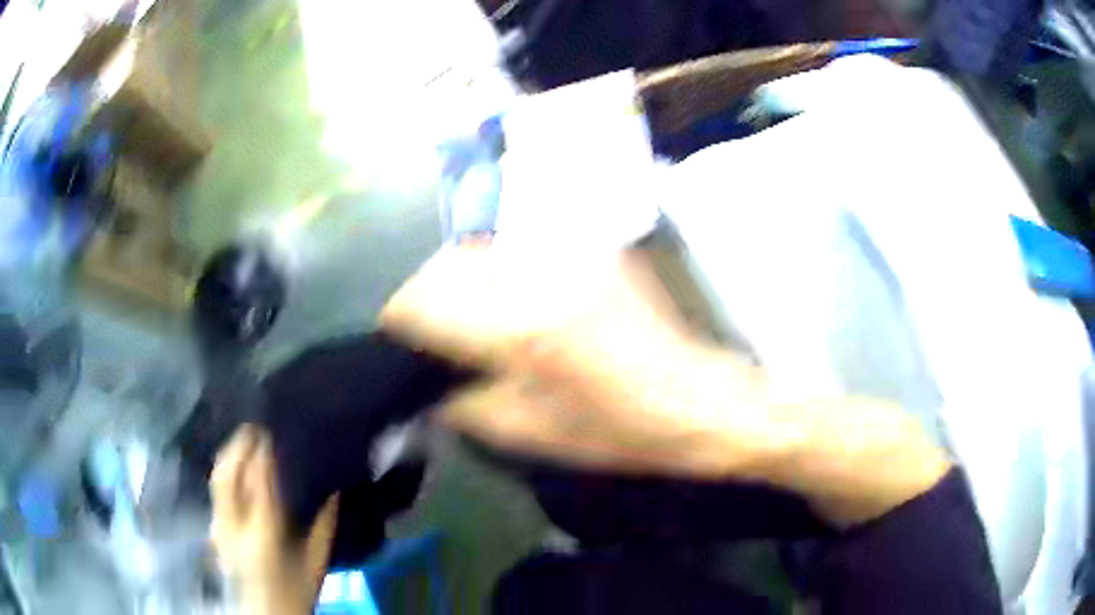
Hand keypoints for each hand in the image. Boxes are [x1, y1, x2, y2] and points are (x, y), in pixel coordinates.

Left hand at [211, 425, 337, 613]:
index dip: (261, 454)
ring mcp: (219, 525)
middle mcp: (234, 525)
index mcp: (263, 533)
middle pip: (229, 474)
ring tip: (243, 438)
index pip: (258, 483)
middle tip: (253, 426)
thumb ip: (324, 526)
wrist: (264, 611)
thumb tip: (336, 491)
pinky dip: (225, 470)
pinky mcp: (214, 527)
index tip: (270, 432)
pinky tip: (235, 464)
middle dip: (238, 445)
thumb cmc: (295, 590)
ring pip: (218, 479)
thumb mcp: (316, 562)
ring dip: (229, 454)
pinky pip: (217, 490)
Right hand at [381, 247, 787, 476]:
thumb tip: (425, 384)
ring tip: (468, 312)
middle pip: (447, 263)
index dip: (399, 318)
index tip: (397, 337)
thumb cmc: (612, 431)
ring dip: (461, 278)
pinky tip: (511, 297)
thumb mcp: (524, 433)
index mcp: (518, 329)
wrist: (691, 399)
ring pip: (481, 247)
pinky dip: (500, 270)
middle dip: (426, 295)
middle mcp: (537, 276)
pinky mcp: (591, 248)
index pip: (424, 300)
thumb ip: (459, 404)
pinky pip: (521, 248)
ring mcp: (568, 253)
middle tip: (431, 329)